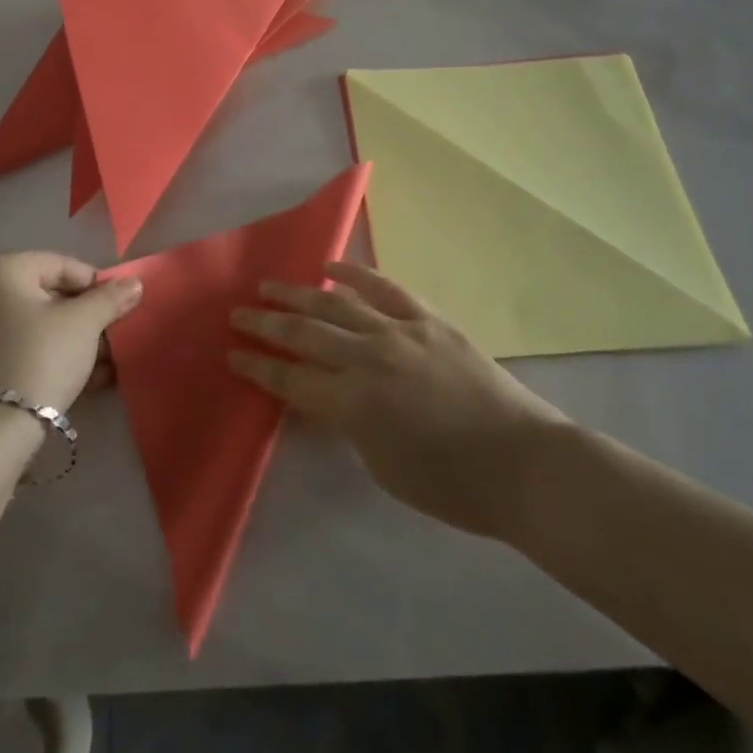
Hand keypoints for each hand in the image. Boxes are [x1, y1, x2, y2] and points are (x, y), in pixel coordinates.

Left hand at [0, 253, 142, 412]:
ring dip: (74, 342)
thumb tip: (135, 283)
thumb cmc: (38, 358)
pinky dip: (50, 358)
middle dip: (87, 319)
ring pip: (36, 326)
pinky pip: (20, 349)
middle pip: (48, 296)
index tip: (121, 311)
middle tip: (114, 341)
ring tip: (106, 366)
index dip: (98, 286)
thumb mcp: (83, 324)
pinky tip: (83, 380)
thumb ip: (111, 298)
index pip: (62, 265)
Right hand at [229, 262, 564, 538]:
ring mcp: (399, 331)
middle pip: (304, 333)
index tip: (231, 354)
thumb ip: (347, 425)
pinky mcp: (428, 319)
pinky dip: (355, 274)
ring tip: (269, 285)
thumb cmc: (450, 485)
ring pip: (336, 304)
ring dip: (297, 293)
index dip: (257, 366)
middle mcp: (367, 358)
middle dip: (265, 324)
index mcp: (352, 403)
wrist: (521, 462)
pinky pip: (384, 288)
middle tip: (238, 314)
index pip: (290, 378)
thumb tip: (327, 399)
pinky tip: (332, 267)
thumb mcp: (382, 467)